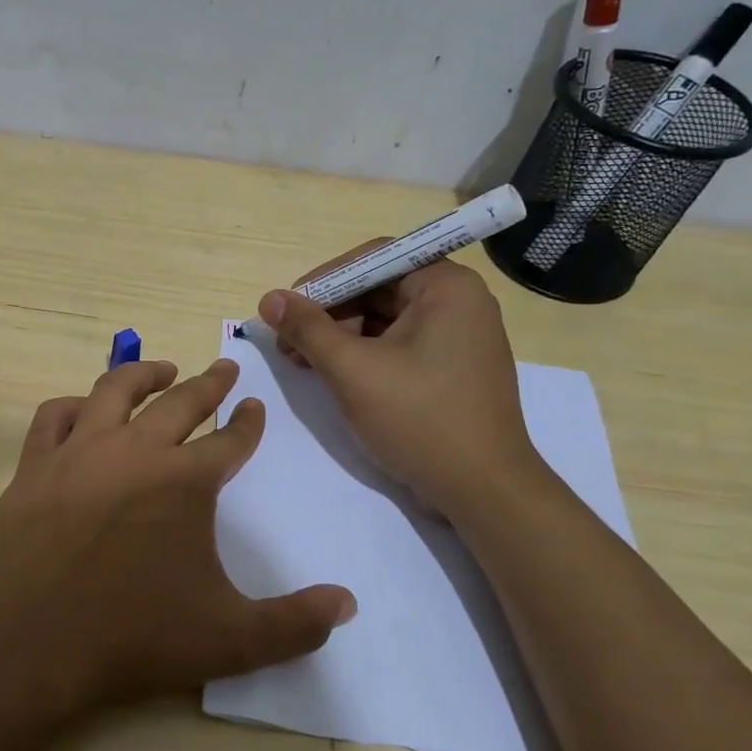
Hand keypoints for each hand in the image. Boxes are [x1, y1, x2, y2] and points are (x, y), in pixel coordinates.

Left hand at [0, 358, 355, 712]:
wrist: (27, 644)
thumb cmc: (132, 638)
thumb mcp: (230, 640)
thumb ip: (295, 623)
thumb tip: (348, 604)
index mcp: (184, 481)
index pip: (229, 440)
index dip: (247, 423)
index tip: (254, 407)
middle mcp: (134, 451)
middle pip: (180, 402)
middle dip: (208, 383)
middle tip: (224, 368)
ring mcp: (78, 453)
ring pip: (115, 391)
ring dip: (144, 374)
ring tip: (162, 370)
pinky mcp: (34, 466)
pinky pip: (54, 417)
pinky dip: (73, 405)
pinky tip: (83, 409)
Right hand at [259, 252, 545, 520]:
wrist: (483, 490)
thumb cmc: (419, 419)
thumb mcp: (352, 370)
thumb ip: (307, 329)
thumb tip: (269, 299)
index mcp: (446, 286)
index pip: (373, 260)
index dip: (324, 281)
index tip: (287, 308)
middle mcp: (459, 302)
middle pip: (378, 289)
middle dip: (328, 314)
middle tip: (289, 343)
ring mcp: (459, 337)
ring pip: (385, 320)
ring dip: (341, 337)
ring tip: (305, 364)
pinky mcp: (453, 368)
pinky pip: (400, 345)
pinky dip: (364, 356)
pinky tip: (335, 376)